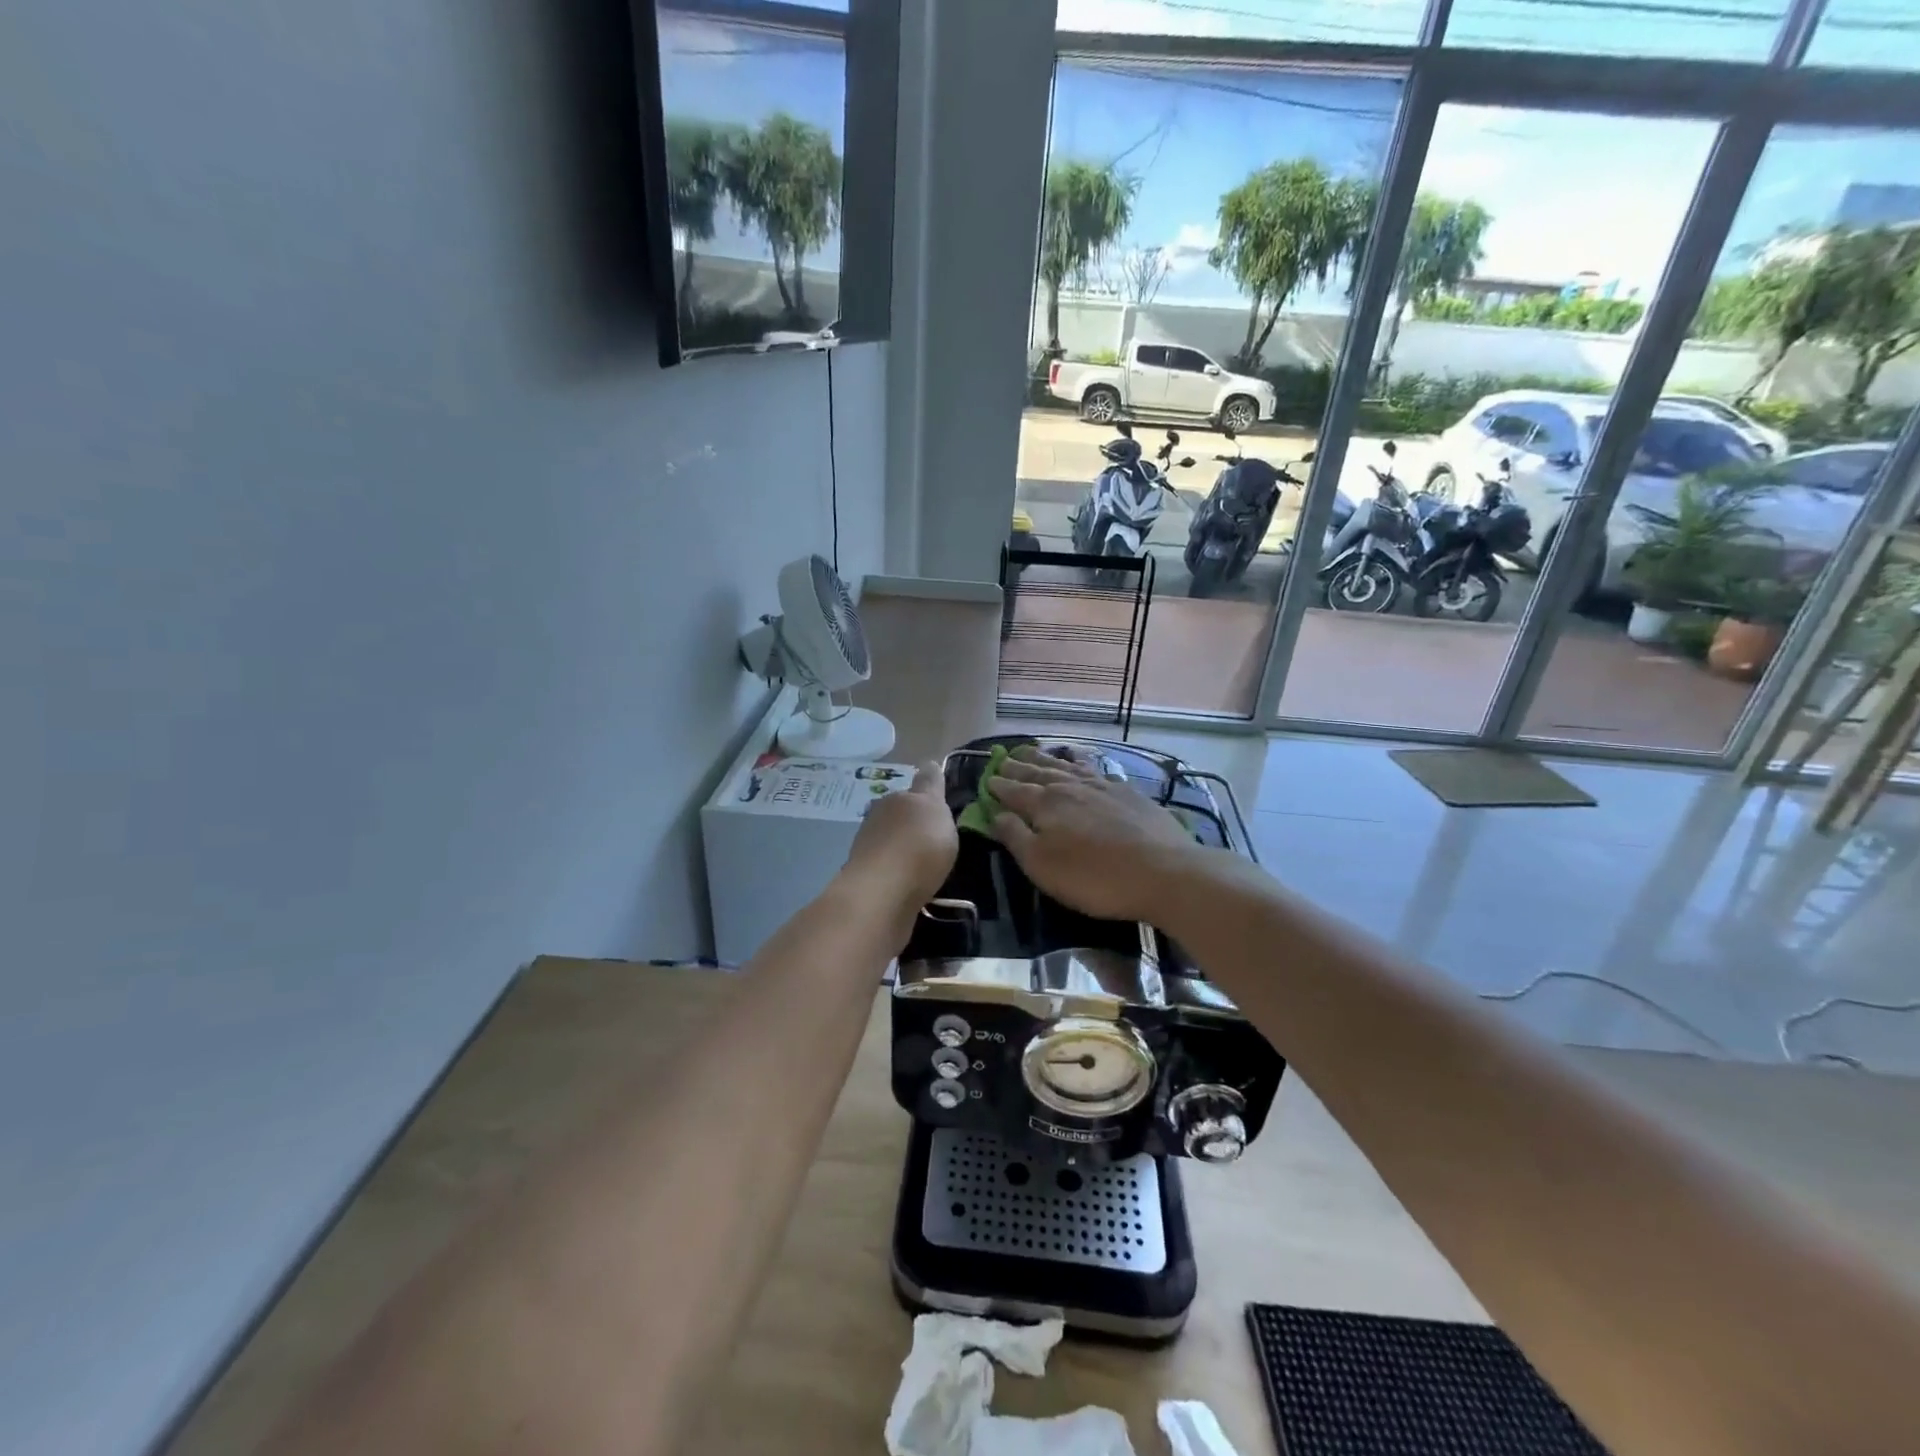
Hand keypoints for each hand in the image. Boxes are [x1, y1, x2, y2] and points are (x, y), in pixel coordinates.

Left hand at [843, 762, 957, 909]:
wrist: (882, 894)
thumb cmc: (917, 845)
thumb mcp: (934, 809)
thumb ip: (931, 787)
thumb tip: (928, 764)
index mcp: (897, 799)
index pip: (916, 787)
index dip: (929, 788)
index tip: (939, 795)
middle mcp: (878, 818)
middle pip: (900, 814)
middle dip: (914, 821)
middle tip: (935, 835)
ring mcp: (869, 848)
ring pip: (891, 840)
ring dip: (904, 847)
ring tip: (925, 862)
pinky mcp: (867, 878)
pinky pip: (889, 868)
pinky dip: (899, 871)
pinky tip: (911, 882)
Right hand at [986, 747, 1199, 922]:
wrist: (1164, 871)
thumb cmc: (1094, 877)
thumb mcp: (1042, 866)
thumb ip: (1015, 837)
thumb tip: (996, 813)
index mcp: (1045, 804)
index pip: (1015, 790)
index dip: (999, 785)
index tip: (987, 779)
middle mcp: (1070, 786)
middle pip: (1038, 772)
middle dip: (1018, 766)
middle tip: (1003, 759)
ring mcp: (1102, 785)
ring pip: (1066, 766)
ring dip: (1045, 759)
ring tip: (1033, 752)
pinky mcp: (1127, 792)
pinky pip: (1094, 768)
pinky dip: (1079, 762)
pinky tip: (1079, 761)